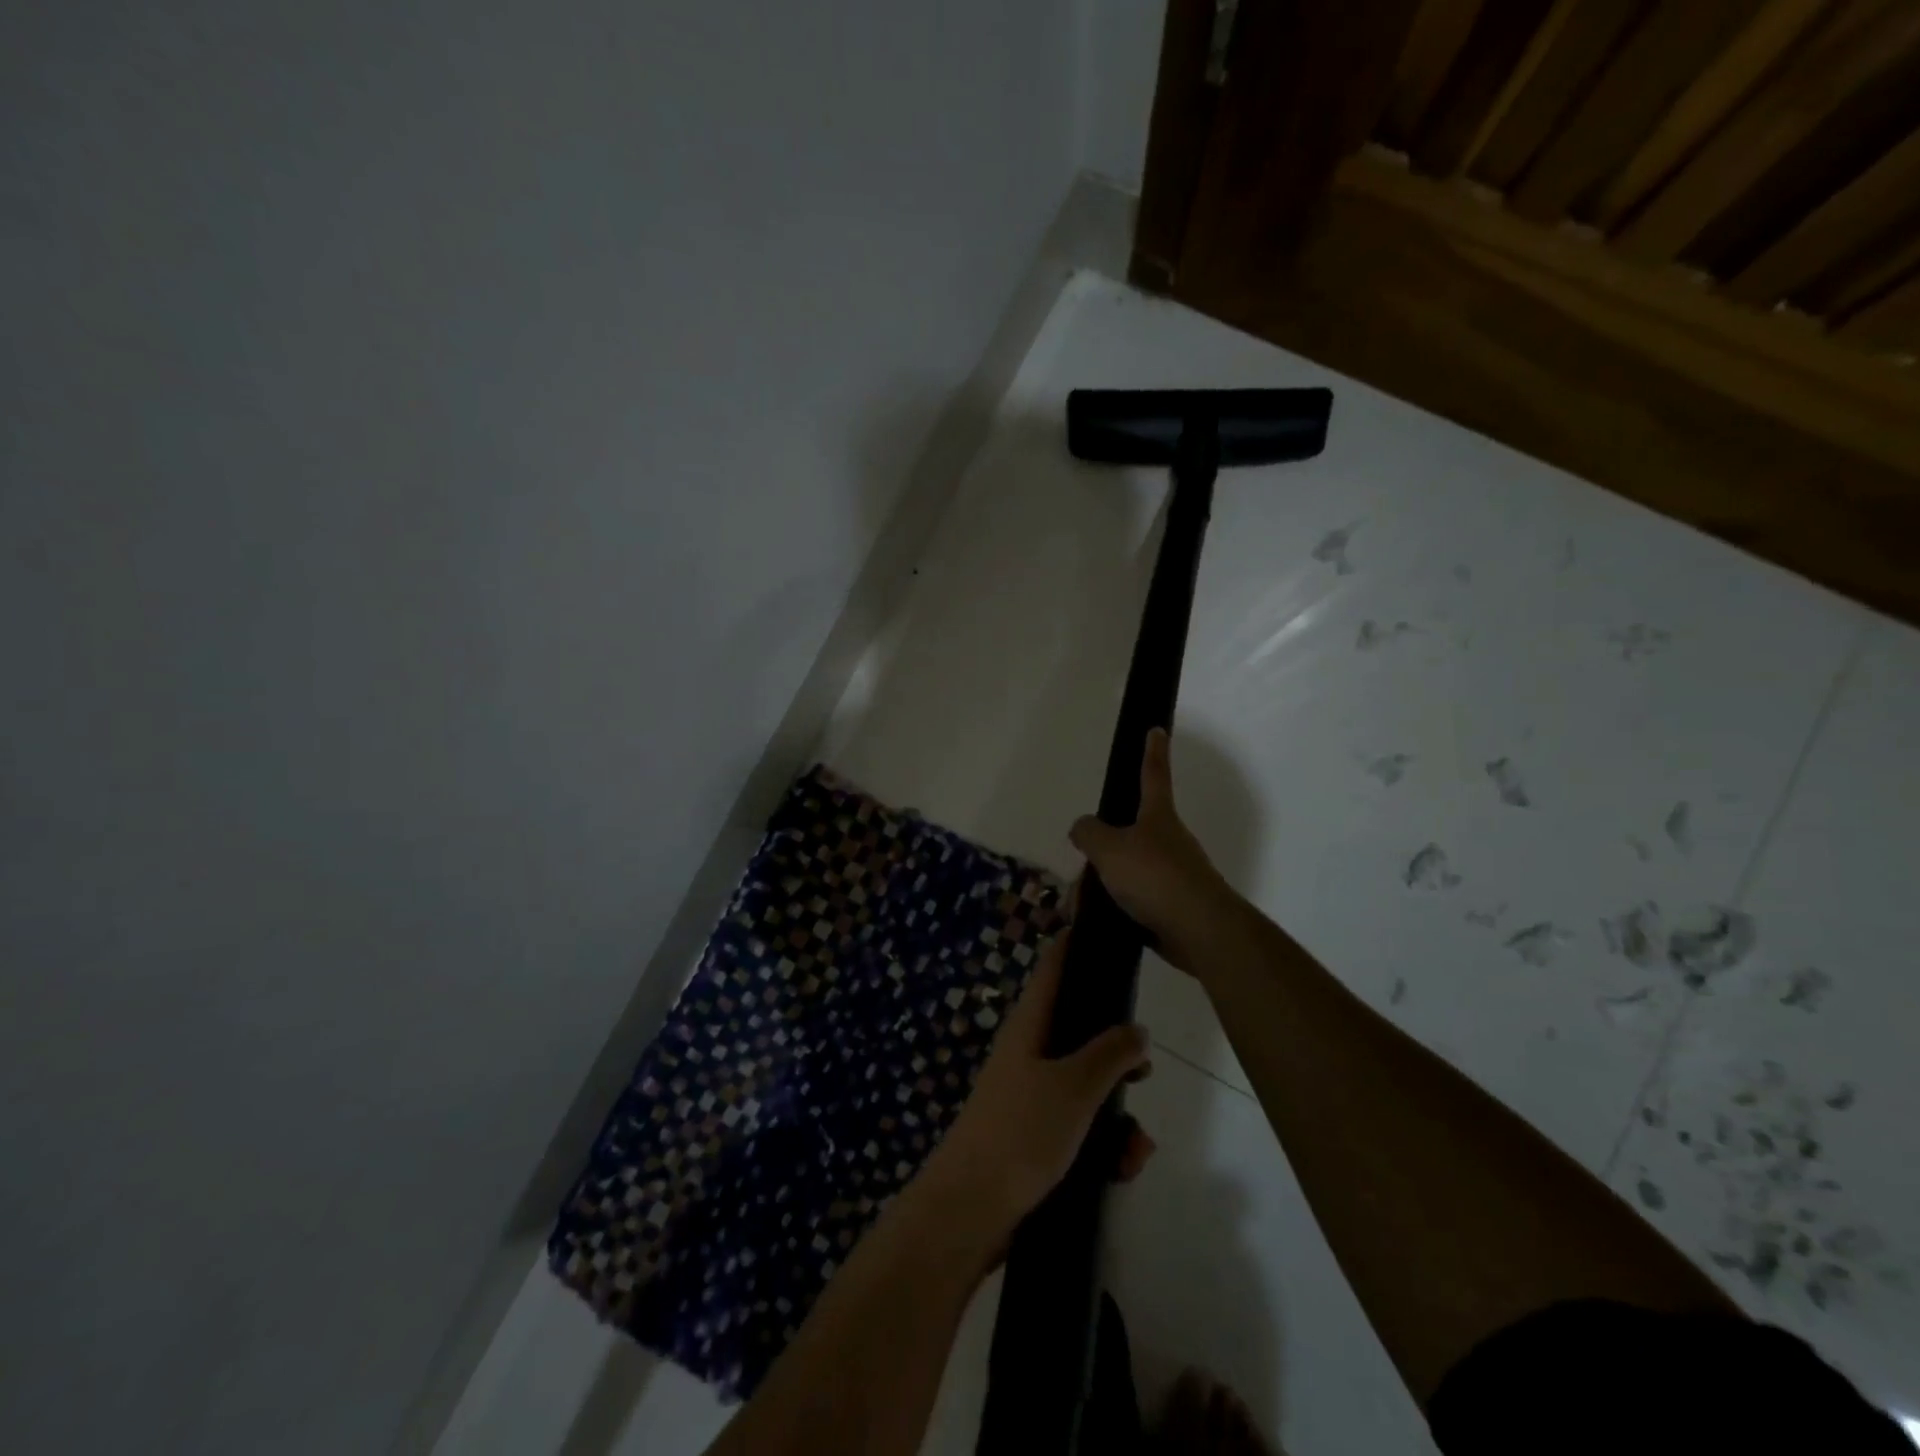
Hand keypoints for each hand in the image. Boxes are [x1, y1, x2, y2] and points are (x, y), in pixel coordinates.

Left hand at [922, 928, 1153, 1258]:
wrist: (970, 1211)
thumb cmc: (1021, 1133)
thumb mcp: (1075, 1087)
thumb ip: (1110, 1054)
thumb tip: (1136, 1028)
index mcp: (1030, 1026)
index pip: (1054, 968)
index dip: (1077, 944)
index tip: (1108, 931)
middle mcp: (1029, 1053)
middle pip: (1080, 1031)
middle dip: (1118, 1055)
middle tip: (1145, 1072)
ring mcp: (1030, 1095)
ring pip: (1086, 1087)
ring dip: (1117, 1115)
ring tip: (1136, 1149)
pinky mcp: (1034, 1137)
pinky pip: (1079, 1127)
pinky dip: (1104, 1145)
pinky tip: (1121, 1170)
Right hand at [1068, 728, 1243, 976]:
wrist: (1199, 930)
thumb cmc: (1155, 877)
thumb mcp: (1110, 849)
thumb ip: (1089, 833)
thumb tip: (1082, 828)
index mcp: (1158, 817)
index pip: (1153, 775)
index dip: (1152, 752)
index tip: (1157, 729)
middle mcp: (1168, 841)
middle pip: (1125, 837)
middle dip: (1100, 855)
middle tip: (1082, 877)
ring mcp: (1173, 875)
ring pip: (1125, 874)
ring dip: (1101, 889)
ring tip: (1080, 908)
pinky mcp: (1171, 907)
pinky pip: (1133, 902)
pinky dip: (1113, 910)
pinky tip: (1097, 924)